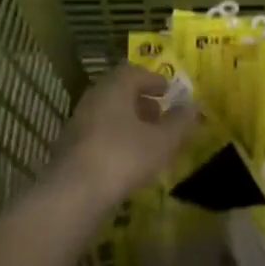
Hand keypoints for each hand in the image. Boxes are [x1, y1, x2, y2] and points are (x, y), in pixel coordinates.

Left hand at [46, 64, 200, 213]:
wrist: (74, 194)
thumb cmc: (123, 157)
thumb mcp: (162, 141)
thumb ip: (179, 123)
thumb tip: (193, 106)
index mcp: (114, 87)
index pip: (133, 72)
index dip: (153, 79)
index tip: (168, 90)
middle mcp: (93, 98)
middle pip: (119, 92)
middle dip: (141, 100)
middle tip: (160, 112)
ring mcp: (79, 123)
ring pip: (108, 113)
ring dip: (129, 120)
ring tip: (148, 138)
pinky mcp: (71, 148)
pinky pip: (99, 133)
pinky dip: (116, 138)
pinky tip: (128, 158)